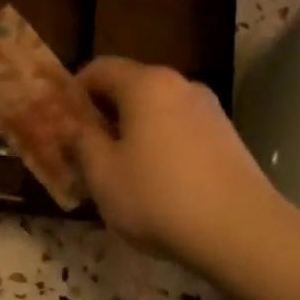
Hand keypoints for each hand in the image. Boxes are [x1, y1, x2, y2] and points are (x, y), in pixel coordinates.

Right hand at [73, 57, 286, 268]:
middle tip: (83, 152)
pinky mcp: (227, 138)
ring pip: (157, 112)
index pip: (100, 68)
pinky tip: (155, 184)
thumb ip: (81, 142)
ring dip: (132, 133)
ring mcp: (210, 111)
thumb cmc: (157, 198)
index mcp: (146, 85)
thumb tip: (70, 124)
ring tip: (118, 172)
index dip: (73, 91)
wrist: (239, 231)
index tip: (60, 122)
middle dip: (103, 115)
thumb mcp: (103, 174)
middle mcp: (181, 86)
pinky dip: (159, 146)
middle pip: (131, 88)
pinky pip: (180, 132)